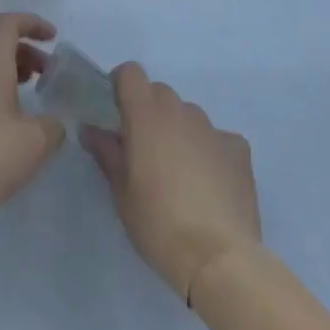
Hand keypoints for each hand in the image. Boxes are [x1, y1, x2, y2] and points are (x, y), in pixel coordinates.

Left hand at [0, 13, 65, 232]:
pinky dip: (1, 92)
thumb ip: (54, 126)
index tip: (54, 38)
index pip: (7, 24)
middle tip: (49, 73)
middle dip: (27, 50)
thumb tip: (55, 122)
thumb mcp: (36, 142)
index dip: (32, 23)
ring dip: (13, 72)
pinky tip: (14, 124)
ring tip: (35, 95)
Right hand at [81, 64, 260, 305]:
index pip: (131, 72)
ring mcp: (214, 129)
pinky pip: (217, 138)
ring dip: (178, 130)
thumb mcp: (121, 192)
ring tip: (178, 172)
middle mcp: (181, 112)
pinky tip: (209, 183)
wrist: (220, 257)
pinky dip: (208, 150)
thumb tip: (90, 129)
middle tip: (143, 149)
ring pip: (188, 115)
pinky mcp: (239, 150)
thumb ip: (106, 153)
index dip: (121, 84)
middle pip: (160, 93)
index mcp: (147, 116)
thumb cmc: (159, 224)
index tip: (115, 110)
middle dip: (148, 111)